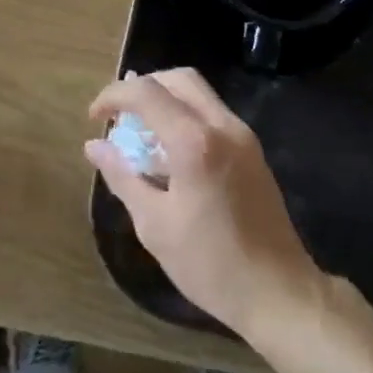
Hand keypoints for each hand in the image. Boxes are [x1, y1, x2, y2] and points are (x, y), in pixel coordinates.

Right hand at [85, 69, 322, 338]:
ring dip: (166, 100)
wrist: (278, 292)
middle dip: (143, 87)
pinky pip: (213, 115)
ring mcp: (243, 136)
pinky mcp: (253, 150)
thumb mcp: (154, 225)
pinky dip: (185, 116)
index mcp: (195, 142)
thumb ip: (123, 177)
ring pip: (199, 94)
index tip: (94, 118)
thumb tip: (94, 147)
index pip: (146, 93)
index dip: (114, 96)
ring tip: (140, 133)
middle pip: (179, 79)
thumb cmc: (210, 264)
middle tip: (119, 115)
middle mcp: (223, 126)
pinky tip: (169, 152)